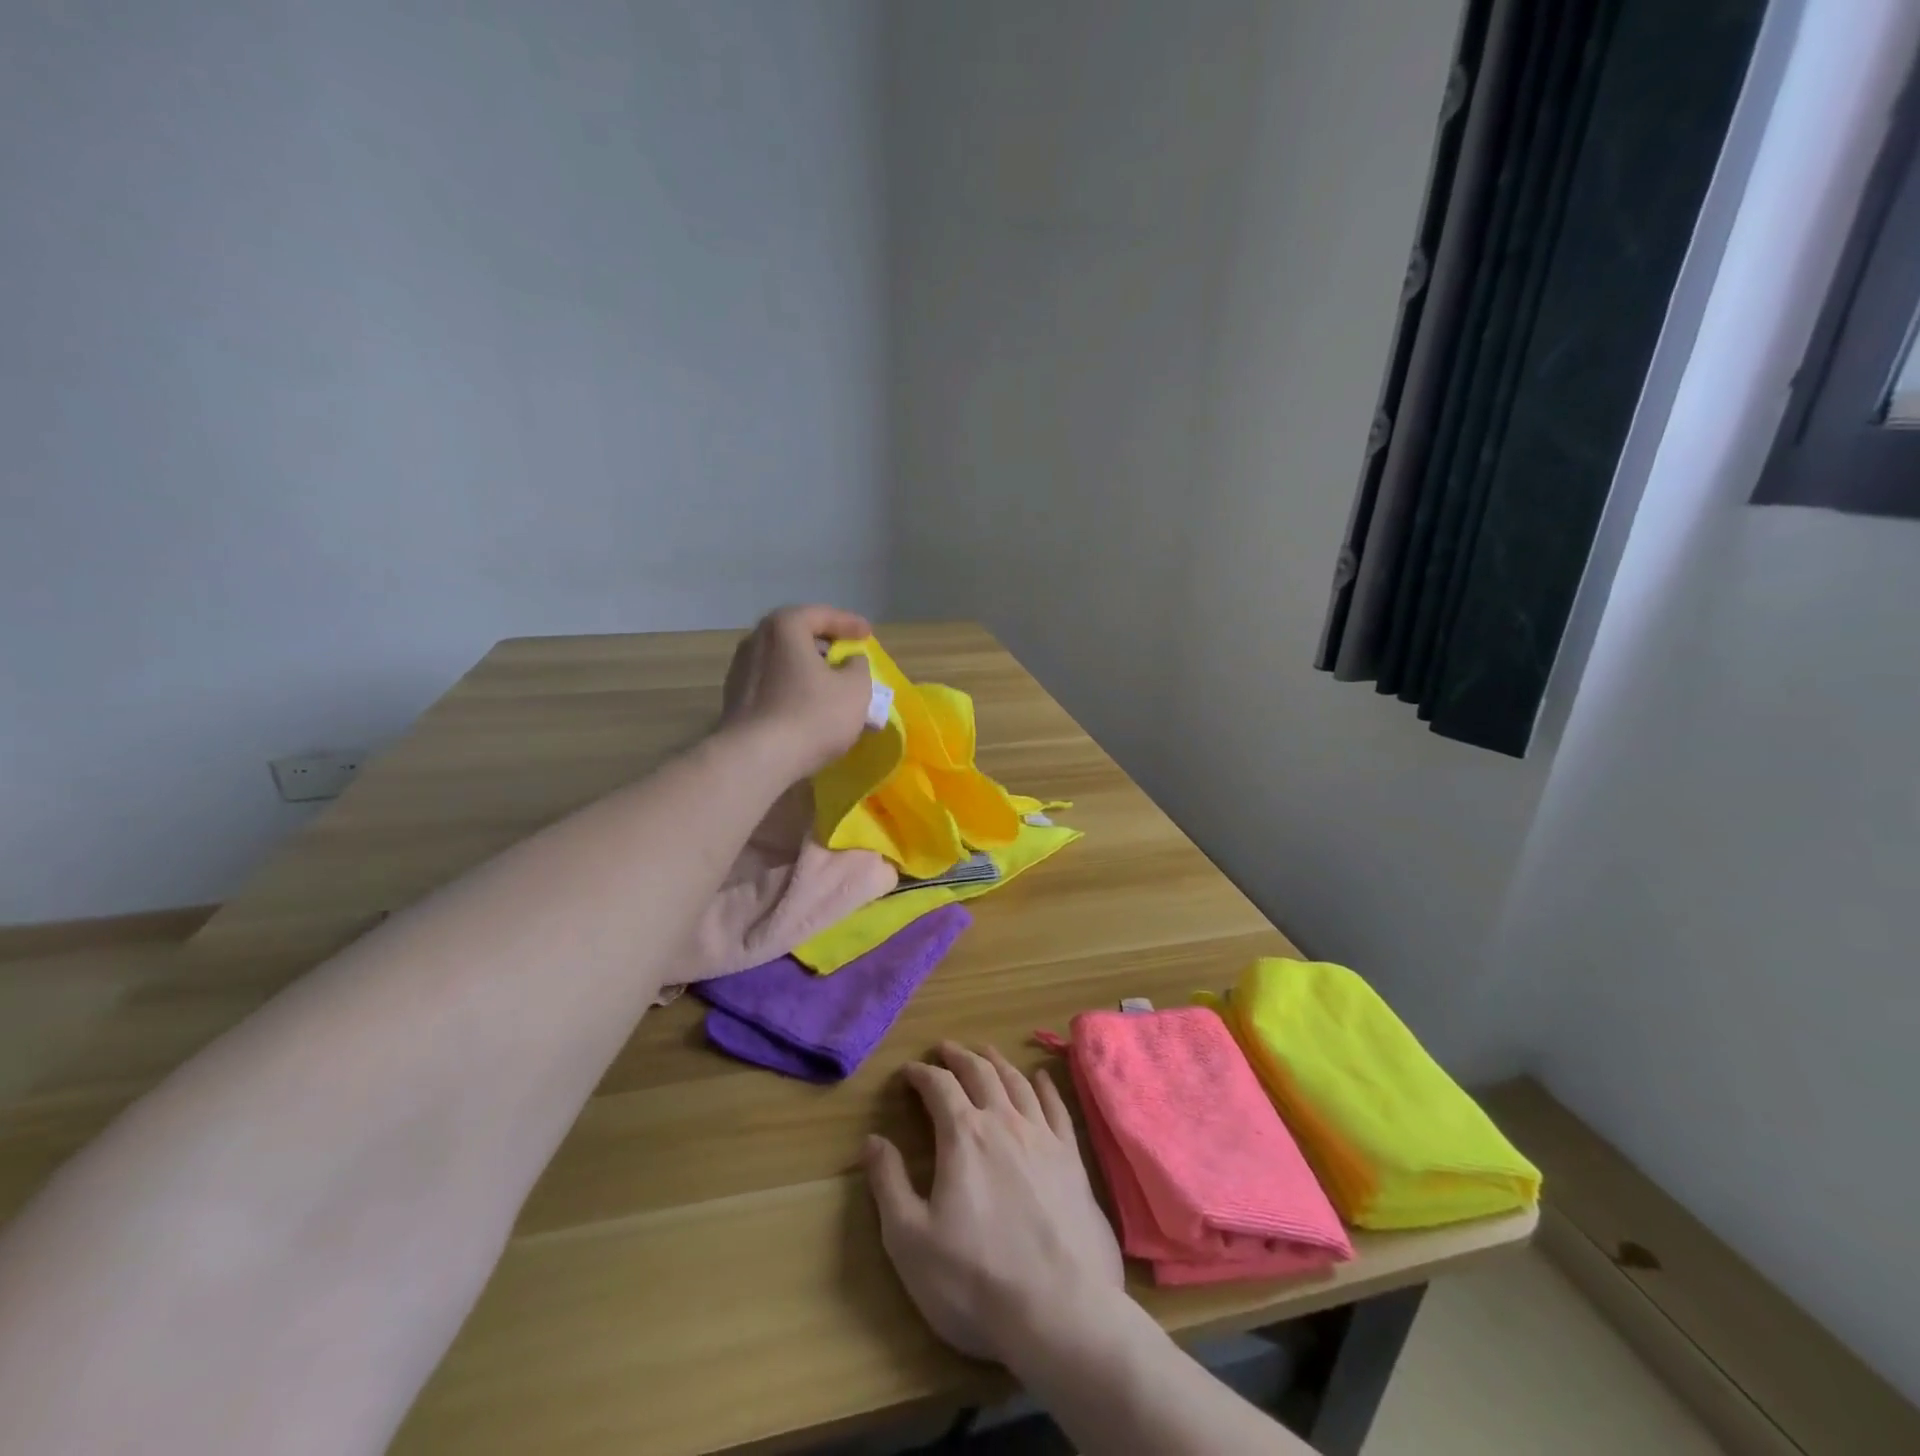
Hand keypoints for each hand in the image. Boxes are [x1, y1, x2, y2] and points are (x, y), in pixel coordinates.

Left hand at [721, 604, 874, 775]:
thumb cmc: (812, 715)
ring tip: (830, 686)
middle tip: (847, 656)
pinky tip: (807, 707)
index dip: (849, 623)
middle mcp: (756, 640)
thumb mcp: (855, 689)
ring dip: (807, 670)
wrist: (756, 759)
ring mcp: (740, 670)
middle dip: (825, 646)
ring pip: (783, 662)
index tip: (868, 634)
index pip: (821, 615)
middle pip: (797, 636)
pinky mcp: (734, 700)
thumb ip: (858, 667)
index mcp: (784, 627)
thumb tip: (849, 662)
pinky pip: (772, 684)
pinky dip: (792, 688)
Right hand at [864, 1043, 1125, 1365]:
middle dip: (958, 1057)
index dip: (921, 1074)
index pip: (939, 1086)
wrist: (1061, 1313)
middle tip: (945, 1049)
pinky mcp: (1073, 1159)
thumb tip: (872, 1140)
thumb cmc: (976, 1280)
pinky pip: (1057, 1108)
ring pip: (1017, 1082)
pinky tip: (1041, 1078)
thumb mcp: (910, 1241)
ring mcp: (1043, 1137)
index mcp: (964, 1136)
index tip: (908, 1071)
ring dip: (997, 1062)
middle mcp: (1004, 1122)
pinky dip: (1045, 1086)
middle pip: (980, 1072)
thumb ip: (888, 1184)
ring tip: (986, 1053)